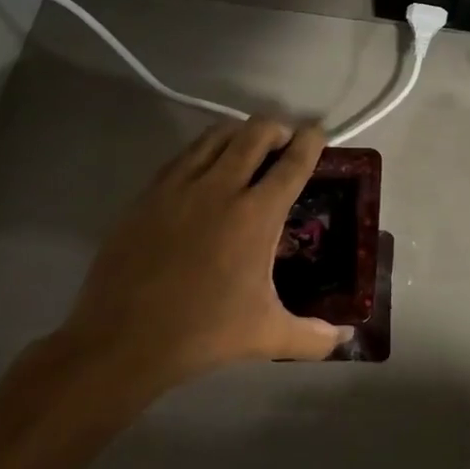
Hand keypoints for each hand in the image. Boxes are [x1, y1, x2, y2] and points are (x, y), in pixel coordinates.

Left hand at [54, 118, 351, 422]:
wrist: (122, 340)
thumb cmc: (203, 333)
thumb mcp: (268, 336)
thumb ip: (314, 337)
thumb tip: (347, 337)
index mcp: (256, 215)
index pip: (293, 163)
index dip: (311, 141)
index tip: (319, 132)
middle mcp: (221, 188)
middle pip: (255, 133)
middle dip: (277, 128)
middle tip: (285, 141)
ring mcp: (180, 186)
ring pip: (216, 136)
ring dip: (240, 133)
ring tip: (248, 147)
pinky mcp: (148, 194)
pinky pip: (184, 155)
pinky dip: (204, 150)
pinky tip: (206, 169)